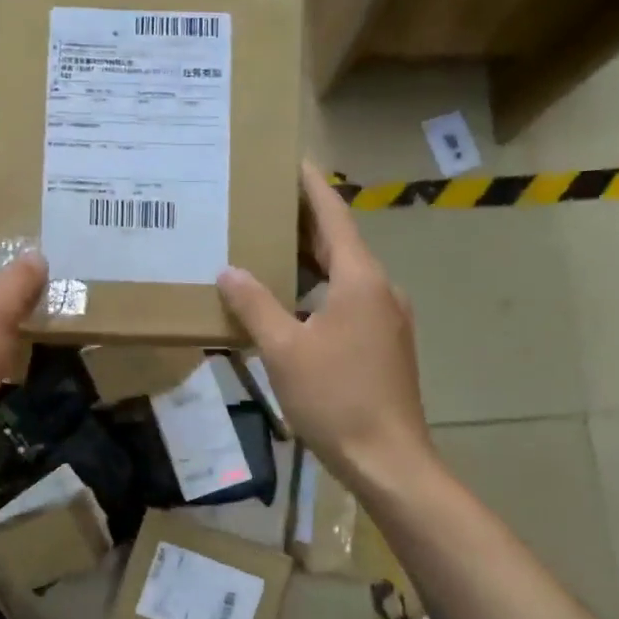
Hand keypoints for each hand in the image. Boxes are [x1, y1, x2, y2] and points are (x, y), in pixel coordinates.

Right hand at [217, 161, 434, 486]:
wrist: (388, 458)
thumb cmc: (336, 398)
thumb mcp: (284, 349)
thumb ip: (255, 305)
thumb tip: (229, 271)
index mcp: (360, 280)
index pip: (333, 216)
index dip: (311, 186)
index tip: (292, 159)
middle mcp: (380, 289)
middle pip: (340, 243)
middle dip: (304, 222)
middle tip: (263, 203)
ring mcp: (387, 318)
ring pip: (344, 275)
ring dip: (310, 259)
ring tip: (268, 250)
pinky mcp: (385, 343)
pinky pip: (349, 301)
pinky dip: (319, 290)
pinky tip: (291, 305)